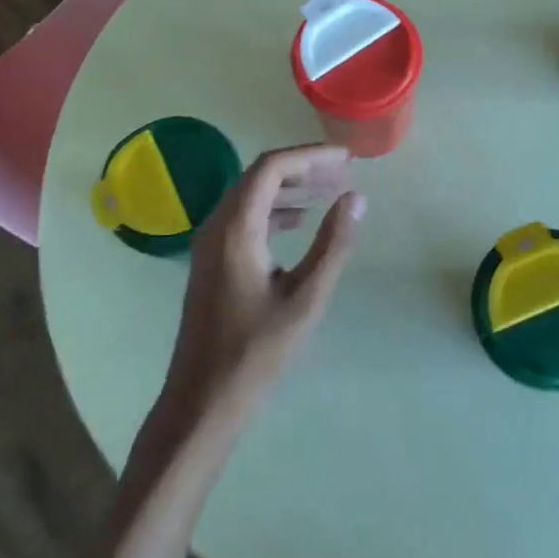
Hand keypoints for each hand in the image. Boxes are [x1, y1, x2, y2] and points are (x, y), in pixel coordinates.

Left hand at [161, 145, 365, 425]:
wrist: (203, 400)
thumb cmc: (256, 351)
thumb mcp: (306, 298)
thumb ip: (333, 244)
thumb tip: (355, 198)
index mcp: (235, 228)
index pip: (271, 167)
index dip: (310, 156)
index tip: (346, 159)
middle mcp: (216, 226)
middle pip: (259, 176)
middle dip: (303, 169)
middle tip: (343, 172)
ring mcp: (210, 244)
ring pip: (251, 196)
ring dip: (290, 188)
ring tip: (330, 191)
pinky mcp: (212, 261)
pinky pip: (244, 218)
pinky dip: (275, 210)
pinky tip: (300, 222)